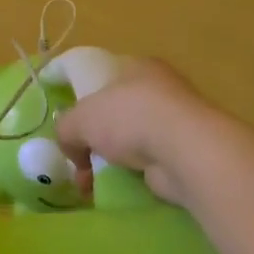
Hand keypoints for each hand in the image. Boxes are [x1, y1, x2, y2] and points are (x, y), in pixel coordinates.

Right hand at [56, 59, 253, 206]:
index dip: (85, 98)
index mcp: (136, 66)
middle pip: (119, 111)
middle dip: (97, 138)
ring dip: (114, 160)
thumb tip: (70, 147)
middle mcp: (160, 88)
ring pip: (135, 139)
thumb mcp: (80, 118)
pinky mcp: (187, 152)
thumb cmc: (129, 117)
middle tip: (79, 160)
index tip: (72, 124)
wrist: (185, 150)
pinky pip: (151, 162)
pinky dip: (135, 175)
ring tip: (93, 182)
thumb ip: (66, 128)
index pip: (105, 76)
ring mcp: (177, 121)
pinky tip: (119, 187)